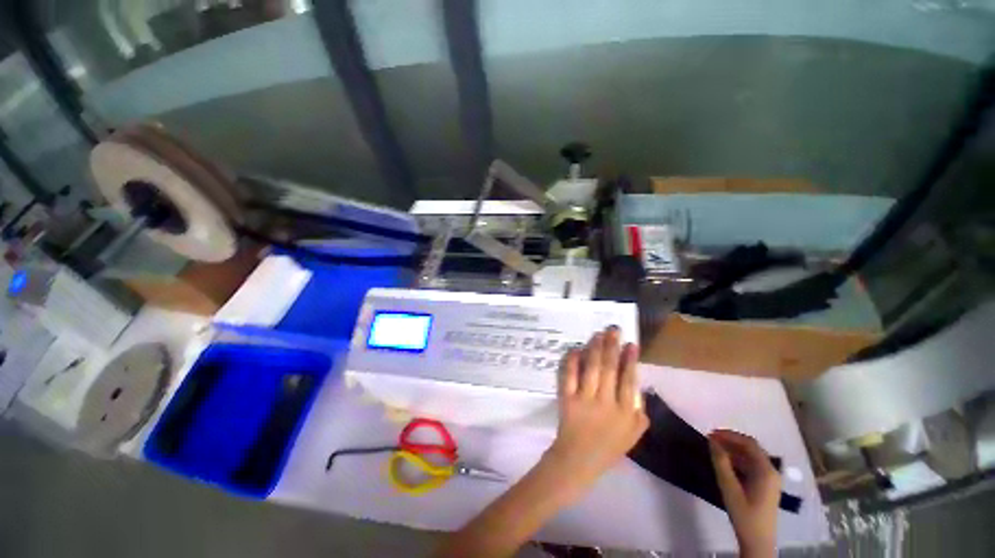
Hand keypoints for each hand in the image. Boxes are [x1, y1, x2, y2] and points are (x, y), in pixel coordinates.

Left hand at [544, 327, 648, 498]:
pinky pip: (570, 375)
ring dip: (595, 348)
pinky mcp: (568, 399)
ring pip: (592, 368)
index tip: (631, 343)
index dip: (630, 359)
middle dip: (612, 346)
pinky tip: (575, 349)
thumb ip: (639, 413)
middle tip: (613, 329)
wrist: (578, 460)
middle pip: (610, 368)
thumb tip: (640, 387)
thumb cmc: (607, 448)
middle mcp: (606, 403)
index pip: (629, 380)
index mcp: (625, 412)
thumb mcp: (633, 436)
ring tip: (598, 334)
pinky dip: (572, 361)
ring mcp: (585, 400)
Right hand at [708, 430, 780, 556]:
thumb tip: (712, 441)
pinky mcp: (765, 486)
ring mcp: (770, 479)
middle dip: (731, 441)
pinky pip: (752, 465)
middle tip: (711, 440)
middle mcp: (771, 471)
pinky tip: (725, 463)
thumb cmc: (744, 514)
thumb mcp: (729, 488)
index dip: (729, 435)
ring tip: (715, 450)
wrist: (757, 541)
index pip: (749, 443)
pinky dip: (738, 459)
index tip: (710, 434)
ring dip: (733, 450)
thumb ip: (721, 463)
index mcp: (766, 470)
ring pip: (751, 456)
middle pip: (751, 448)